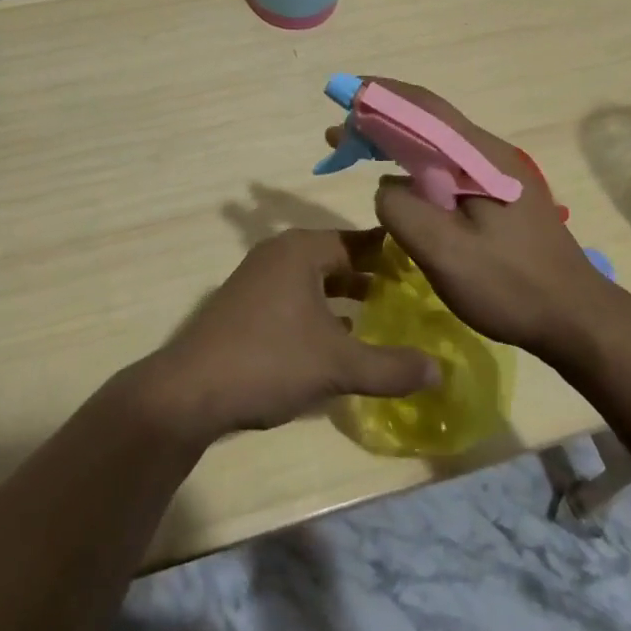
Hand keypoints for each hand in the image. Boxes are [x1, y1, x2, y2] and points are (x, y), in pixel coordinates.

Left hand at [140, 228, 440, 440]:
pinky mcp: (246, 306)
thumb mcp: (338, 364)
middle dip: (369, 275)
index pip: (357, 240)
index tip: (424, 265)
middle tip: (409, 293)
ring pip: (314, 280)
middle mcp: (279, 253)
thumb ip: (391, 367)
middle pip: (335, 258)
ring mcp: (258, 278)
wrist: (190, 391)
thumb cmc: (269, 360)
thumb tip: (440, 370)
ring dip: (344, 296)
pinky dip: (320, 311)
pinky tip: (339, 339)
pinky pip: (295, 297)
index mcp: (301, 249)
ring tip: (381, 316)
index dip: (391, 253)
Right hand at [356, 79, 618, 365]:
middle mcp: (490, 153)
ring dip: (397, 140)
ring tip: (359, 150)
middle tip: (340, 133)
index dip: (381, 95)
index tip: (343, 94)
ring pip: (437, 143)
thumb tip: (387, 186)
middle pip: (428, 120)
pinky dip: (415, 163)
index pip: (424, 108)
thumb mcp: (446, 253)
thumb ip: (404, 210)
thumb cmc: (512, 287)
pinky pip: (447, 165)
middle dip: (381, 118)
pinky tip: (401, 182)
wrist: (579, 321)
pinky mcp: (500, 196)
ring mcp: (498, 174)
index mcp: (480, 156)